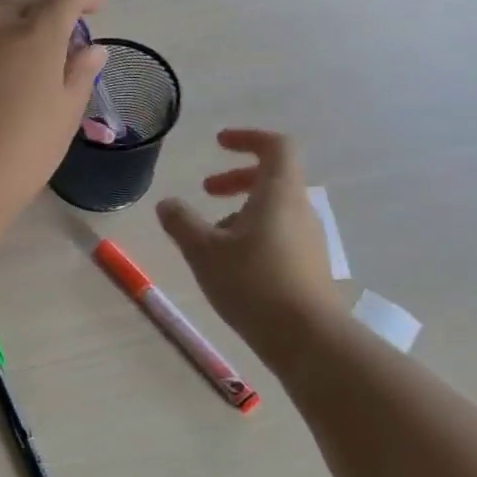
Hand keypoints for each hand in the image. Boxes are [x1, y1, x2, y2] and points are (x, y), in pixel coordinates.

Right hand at [156, 129, 344, 366]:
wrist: (307, 338)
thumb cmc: (252, 283)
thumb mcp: (203, 251)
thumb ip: (181, 222)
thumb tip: (167, 203)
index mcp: (279, 194)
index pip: (276, 146)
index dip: (248, 138)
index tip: (219, 143)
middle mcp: (300, 209)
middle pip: (274, 177)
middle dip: (237, 178)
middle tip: (207, 190)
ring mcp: (309, 239)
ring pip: (275, 209)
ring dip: (242, 211)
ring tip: (211, 237)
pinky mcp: (309, 265)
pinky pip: (280, 234)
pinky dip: (253, 234)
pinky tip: (231, 264)